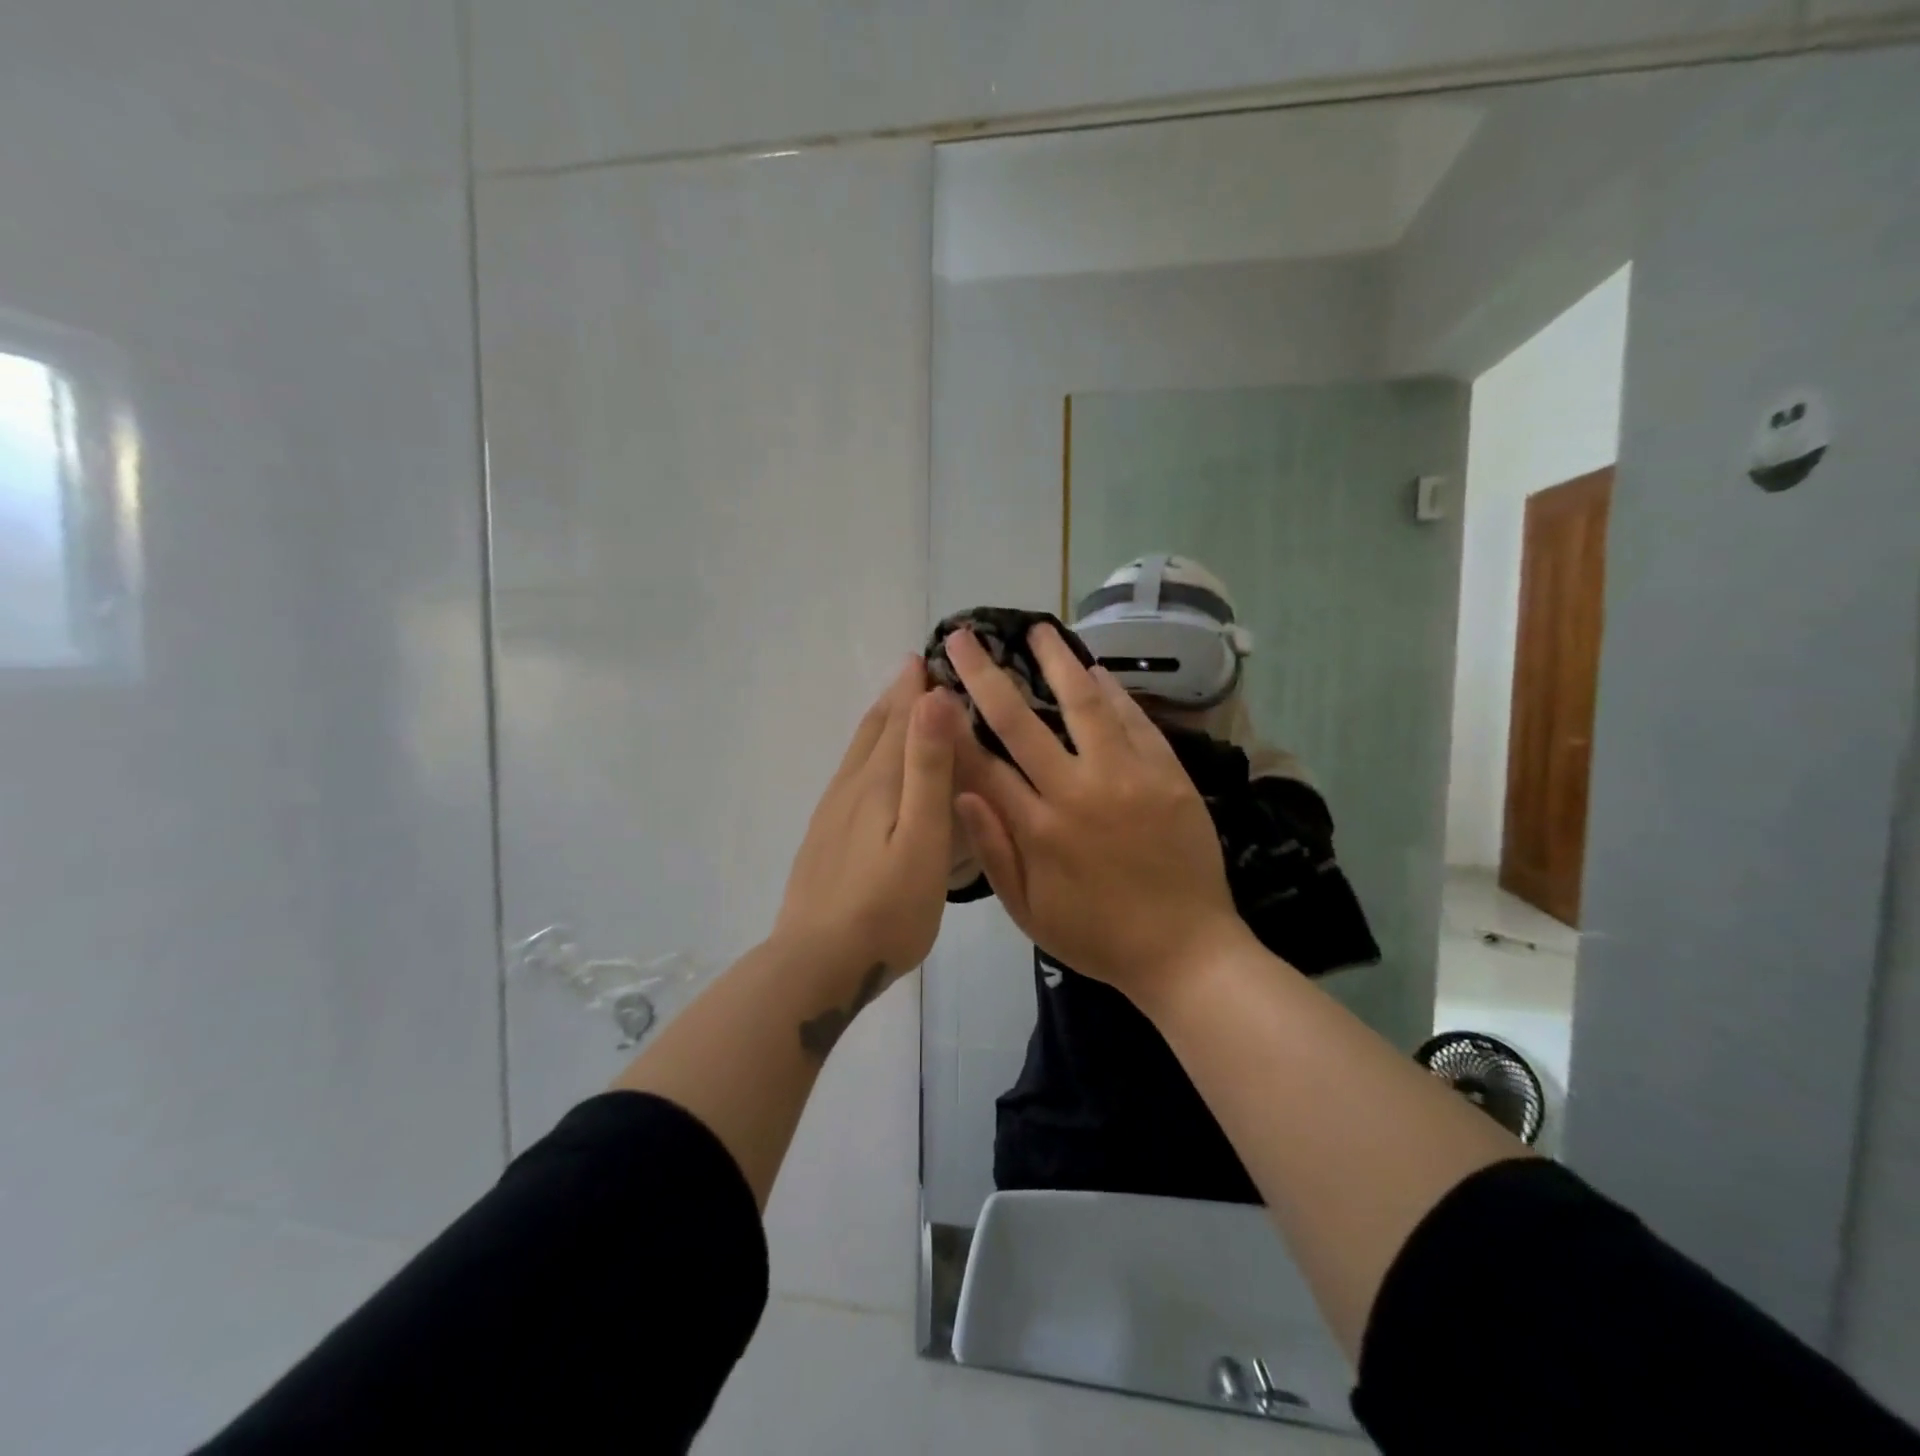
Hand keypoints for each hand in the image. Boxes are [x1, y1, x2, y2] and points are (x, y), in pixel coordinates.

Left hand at [772, 660, 960, 983]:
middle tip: (914, 669)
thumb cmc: (886, 907)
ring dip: (878, 723)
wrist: (817, 964)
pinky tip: (868, 773)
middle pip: (873, 730)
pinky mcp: (823, 839)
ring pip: (857, 754)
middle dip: (895, 697)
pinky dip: (866, 756)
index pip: (900, 720)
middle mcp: (850, 788)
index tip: (929, 654)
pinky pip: (849, 779)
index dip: (915, 688)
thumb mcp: (922, 837)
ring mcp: (831, 815)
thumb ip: (927, 768)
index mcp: (878, 783)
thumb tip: (933, 697)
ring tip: (894, 707)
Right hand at [945, 625, 1249, 1005]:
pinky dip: (1113, 692)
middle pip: (1021, 721)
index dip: (953, 723)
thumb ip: (993, 851)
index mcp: (1038, 829)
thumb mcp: (1030, 912)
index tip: (933, 688)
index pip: (982, 763)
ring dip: (1057, 662)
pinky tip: (1095, 669)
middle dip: (985, 675)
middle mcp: (1077, 792)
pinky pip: (1136, 721)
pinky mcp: (1168, 774)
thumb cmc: (1098, 937)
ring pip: (1085, 705)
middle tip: (963, 638)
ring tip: (1038, 630)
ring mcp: (1127, 777)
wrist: (1187, 952)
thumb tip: (958, 792)